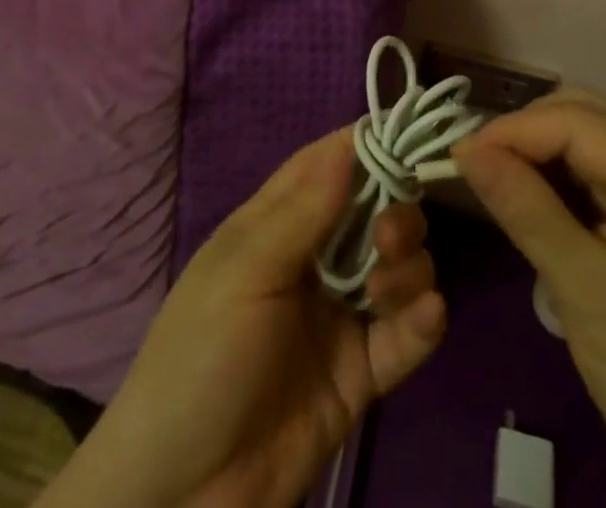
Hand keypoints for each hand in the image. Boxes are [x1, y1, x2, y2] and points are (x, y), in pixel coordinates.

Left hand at [39, 128, 446, 507]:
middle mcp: (315, 258)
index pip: (329, 163)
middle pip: (375, 210)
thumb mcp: (244, 274)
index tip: (412, 133)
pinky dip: (423, 319)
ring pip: (399, 265)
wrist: (181, 497)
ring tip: (388, 290)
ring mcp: (340, 315)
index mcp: (278, 223)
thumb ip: (302, 211)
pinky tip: (425, 316)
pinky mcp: (362, 373)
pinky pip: (406, 334)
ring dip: (409, 265)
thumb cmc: (200, 358)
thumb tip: (349, 142)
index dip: (369, 144)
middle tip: (390, 238)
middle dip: (396, 211)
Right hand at [455, 97, 605, 507]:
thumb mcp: (584, 292)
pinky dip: (550, 174)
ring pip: (583, 137)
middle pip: (583, 117)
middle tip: (476, 164)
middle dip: (525, 132)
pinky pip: (587, 170)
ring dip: (535, 149)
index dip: (516, 130)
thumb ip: (526, 211)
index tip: (461, 154)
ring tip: (491, 175)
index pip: (579, 124)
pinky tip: (523, 194)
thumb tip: (465, 149)